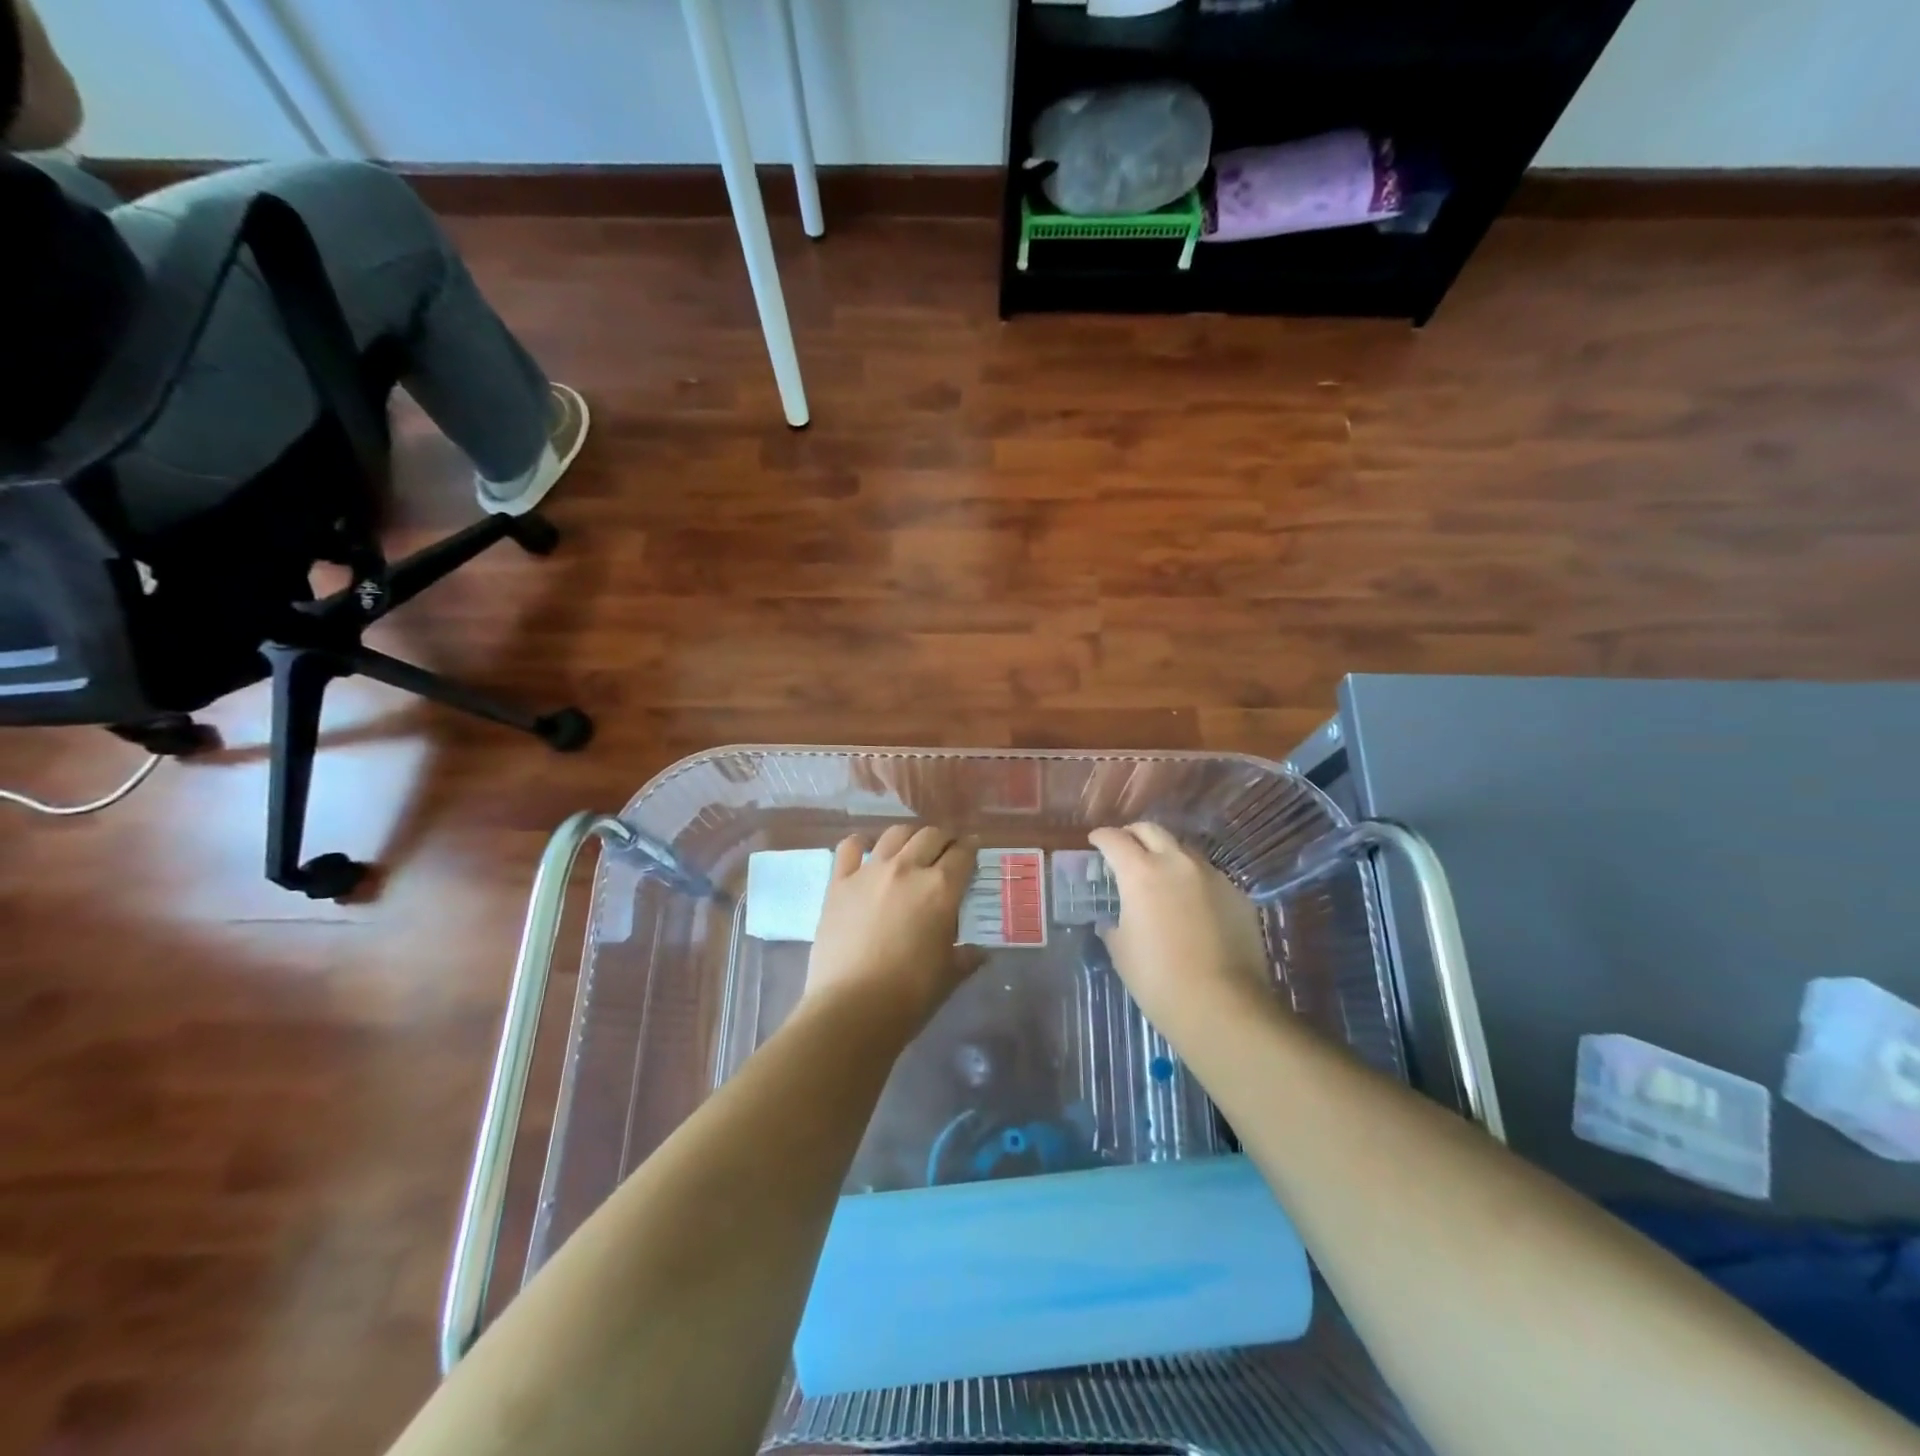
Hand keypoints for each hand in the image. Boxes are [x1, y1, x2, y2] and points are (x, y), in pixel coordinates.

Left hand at [803, 825, 980, 1036]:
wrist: (852, 1008)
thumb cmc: (910, 995)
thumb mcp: (949, 975)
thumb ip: (966, 957)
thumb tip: (979, 953)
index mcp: (941, 889)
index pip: (963, 854)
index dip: (971, 848)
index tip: (973, 849)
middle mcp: (907, 869)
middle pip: (931, 835)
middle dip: (944, 838)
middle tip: (946, 849)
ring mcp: (869, 872)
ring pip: (895, 834)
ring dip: (909, 836)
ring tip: (911, 847)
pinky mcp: (839, 883)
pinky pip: (850, 847)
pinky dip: (861, 843)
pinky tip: (866, 849)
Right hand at [1088, 823, 1275, 1045]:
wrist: (1224, 1005)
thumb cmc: (1158, 979)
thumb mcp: (1121, 952)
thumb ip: (1113, 926)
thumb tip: (1112, 922)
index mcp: (1140, 873)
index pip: (1115, 839)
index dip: (1101, 838)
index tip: (1095, 841)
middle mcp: (1177, 863)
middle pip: (1152, 831)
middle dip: (1134, 835)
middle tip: (1124, 849)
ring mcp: (1212, 876)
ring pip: (1183, 851)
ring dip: (1166, 855)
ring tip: (1159, 877)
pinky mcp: (1237, 894)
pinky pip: (1208, 877)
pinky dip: (1192, 881)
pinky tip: (1190, 905)